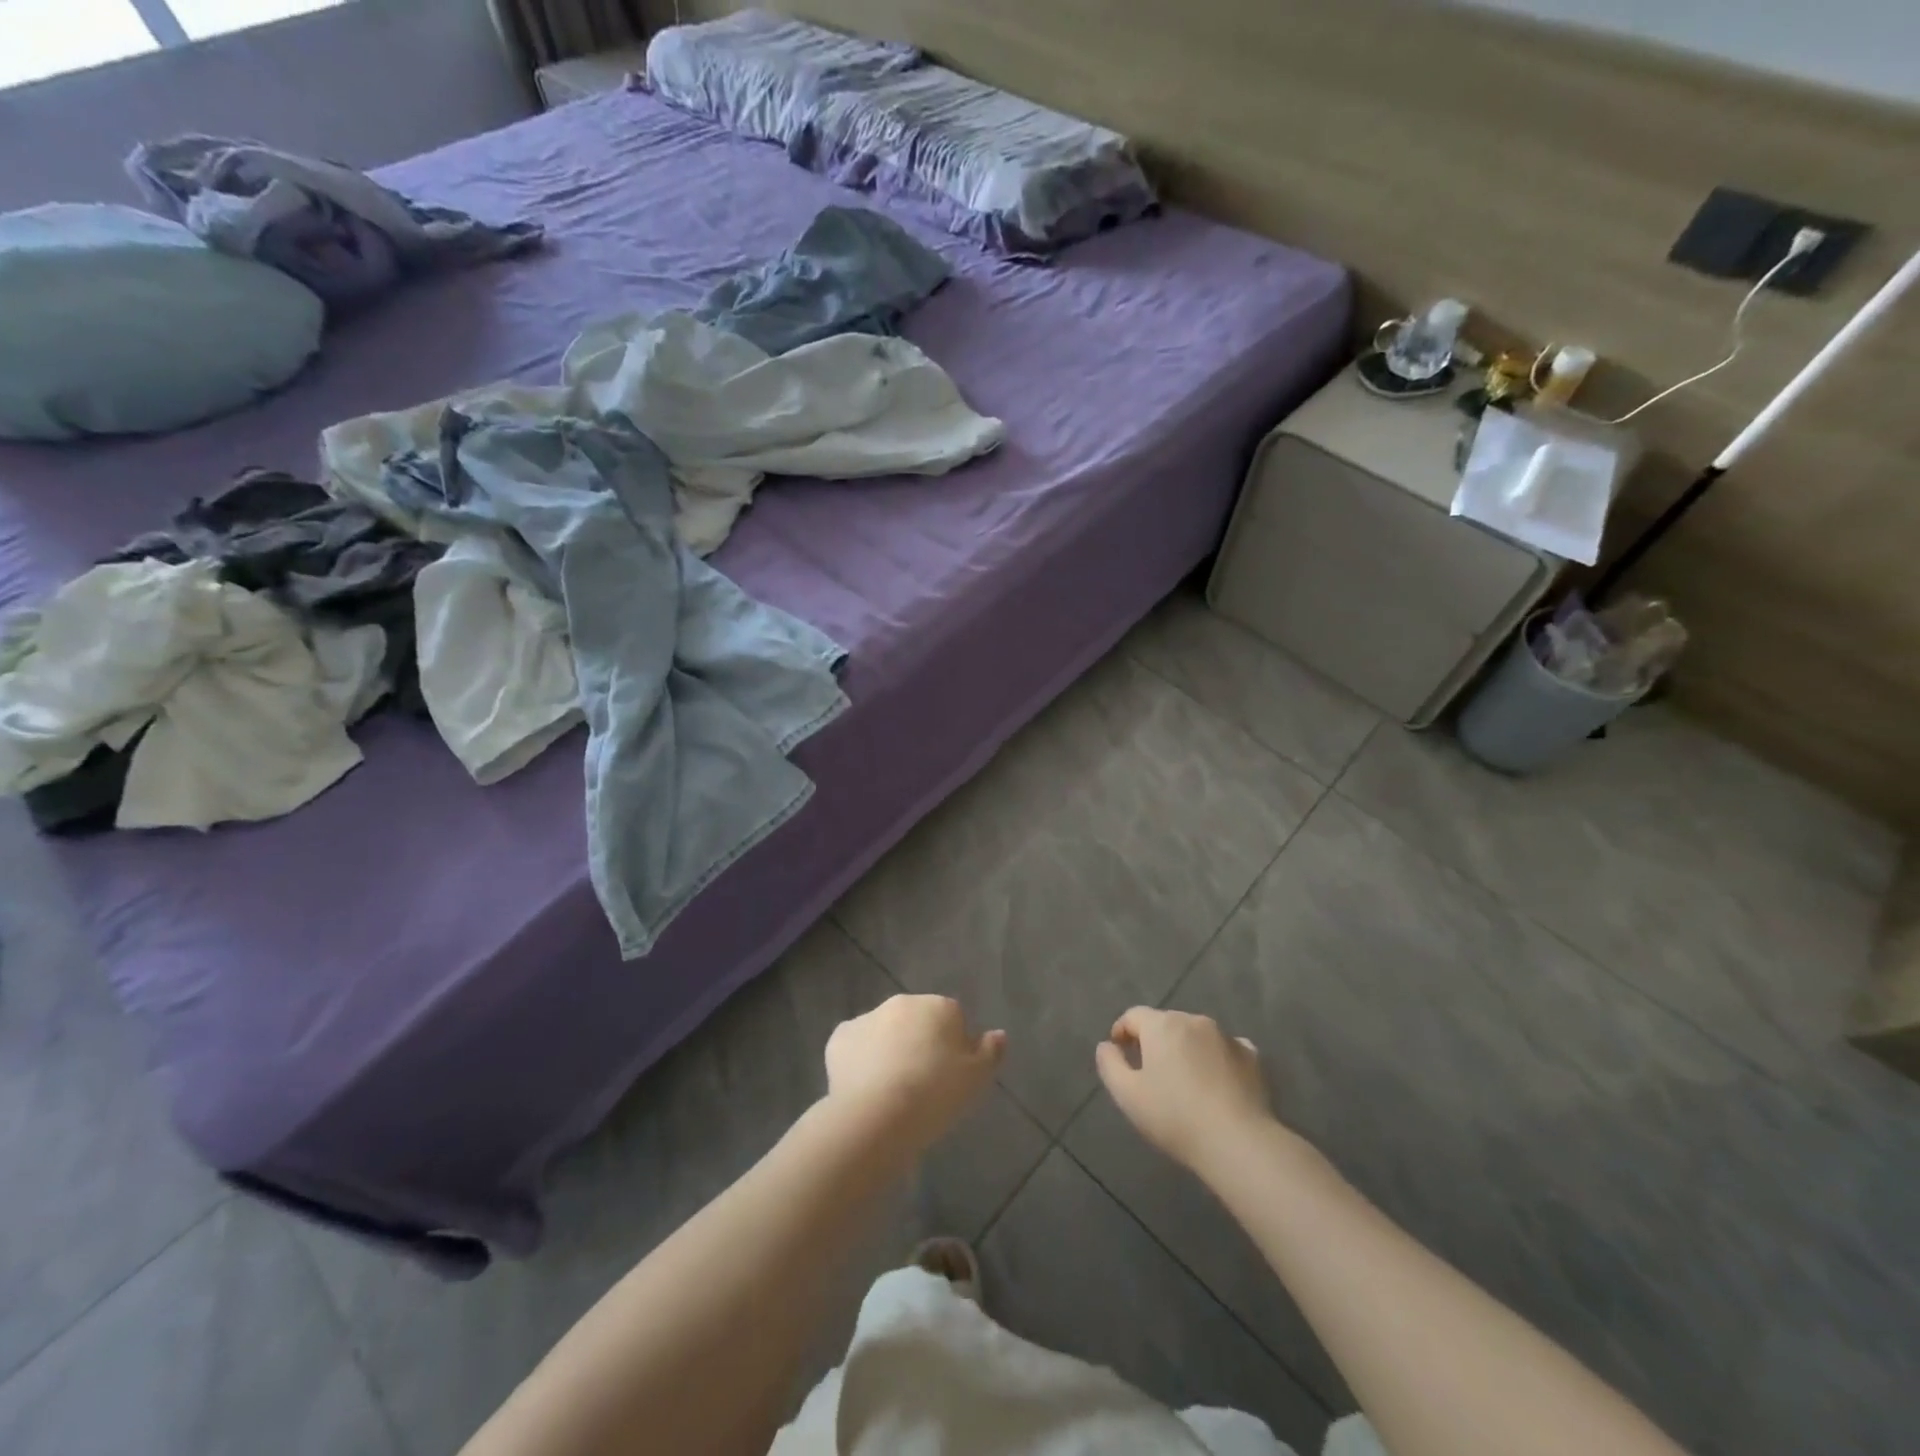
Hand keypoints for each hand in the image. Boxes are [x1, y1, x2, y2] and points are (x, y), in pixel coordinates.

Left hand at [825, 995, 1005, 1154]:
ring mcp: (868, 1017)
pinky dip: (860, 1060)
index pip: (953, 1019)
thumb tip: (999, 1034)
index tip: (950, 1077)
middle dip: (920, 1043)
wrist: (877, 1115)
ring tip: (891, 1091)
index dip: (953, 1048)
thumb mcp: (976, 1079)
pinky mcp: (840, 1037)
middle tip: (922, 1084)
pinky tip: (864, 1088)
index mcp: (939, 1006)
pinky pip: (856, 1046)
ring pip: (885, 1031)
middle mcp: (903, 1003)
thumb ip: (991, 1052)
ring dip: (890, 1050)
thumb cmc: (935, 1095)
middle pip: (917, 1021)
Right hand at [1095, 1007, 1275, 1172]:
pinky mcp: (1252, 1057)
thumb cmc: (1175, 1116)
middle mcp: (1194, 1021)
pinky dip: (1216, 1059)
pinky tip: (1216, 1083)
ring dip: (1186, 1049)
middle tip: (1150, 1072)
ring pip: (1196, 1035)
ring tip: (1184, 1081)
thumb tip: (1107, 1045)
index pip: (1134, 1015)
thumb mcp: (1127, 1095)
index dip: (1122, 1030)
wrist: (1238, 1142)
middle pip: (1166, 1023)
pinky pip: (1225, 1049)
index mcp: (1162, 1025)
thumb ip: (1109, 1064)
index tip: (1119, 1051)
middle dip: (1155, 1041)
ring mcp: (1226, 1036)